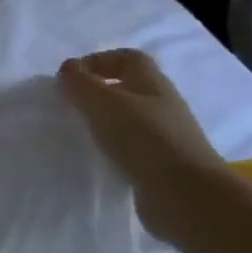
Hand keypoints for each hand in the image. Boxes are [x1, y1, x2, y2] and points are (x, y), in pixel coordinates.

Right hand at [58, 49, 223, 239]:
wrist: (184, 193)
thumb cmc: (144, 139)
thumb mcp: (106, 105)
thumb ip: (82, 85)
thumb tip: (67, 69)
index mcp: (152, 83)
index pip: (128, 58)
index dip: (99, 60)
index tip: (70, 77)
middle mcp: (162, 105)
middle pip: (130, 87)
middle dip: (100, 91)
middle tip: (70, 105)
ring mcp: (164, 136)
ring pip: (130, 118)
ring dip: (106, 121)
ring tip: (80, 133)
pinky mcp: (159, 164)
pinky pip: (132, 146)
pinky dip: (113, 147)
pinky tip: (98, 158)